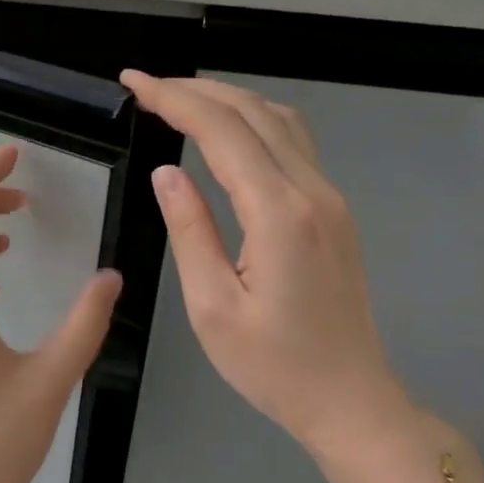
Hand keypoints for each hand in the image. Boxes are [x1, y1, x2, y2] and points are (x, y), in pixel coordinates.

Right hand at [121, 72, 412, 458]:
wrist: (349, 399)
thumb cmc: (273, 366)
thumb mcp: (212, 306)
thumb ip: (191, 231)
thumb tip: (168, 173)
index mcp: (279, 214)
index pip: (222, 131)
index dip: (175, 99)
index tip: (134, 82)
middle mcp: (312, 192)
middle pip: (254, 113)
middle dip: (197, 90)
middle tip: (147, 86)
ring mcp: (330, 199)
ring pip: (280, 122)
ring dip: (229, 101)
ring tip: (180, 100)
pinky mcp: (333, 213)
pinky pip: (294, 145)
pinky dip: (253, 123)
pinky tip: (227, 134)